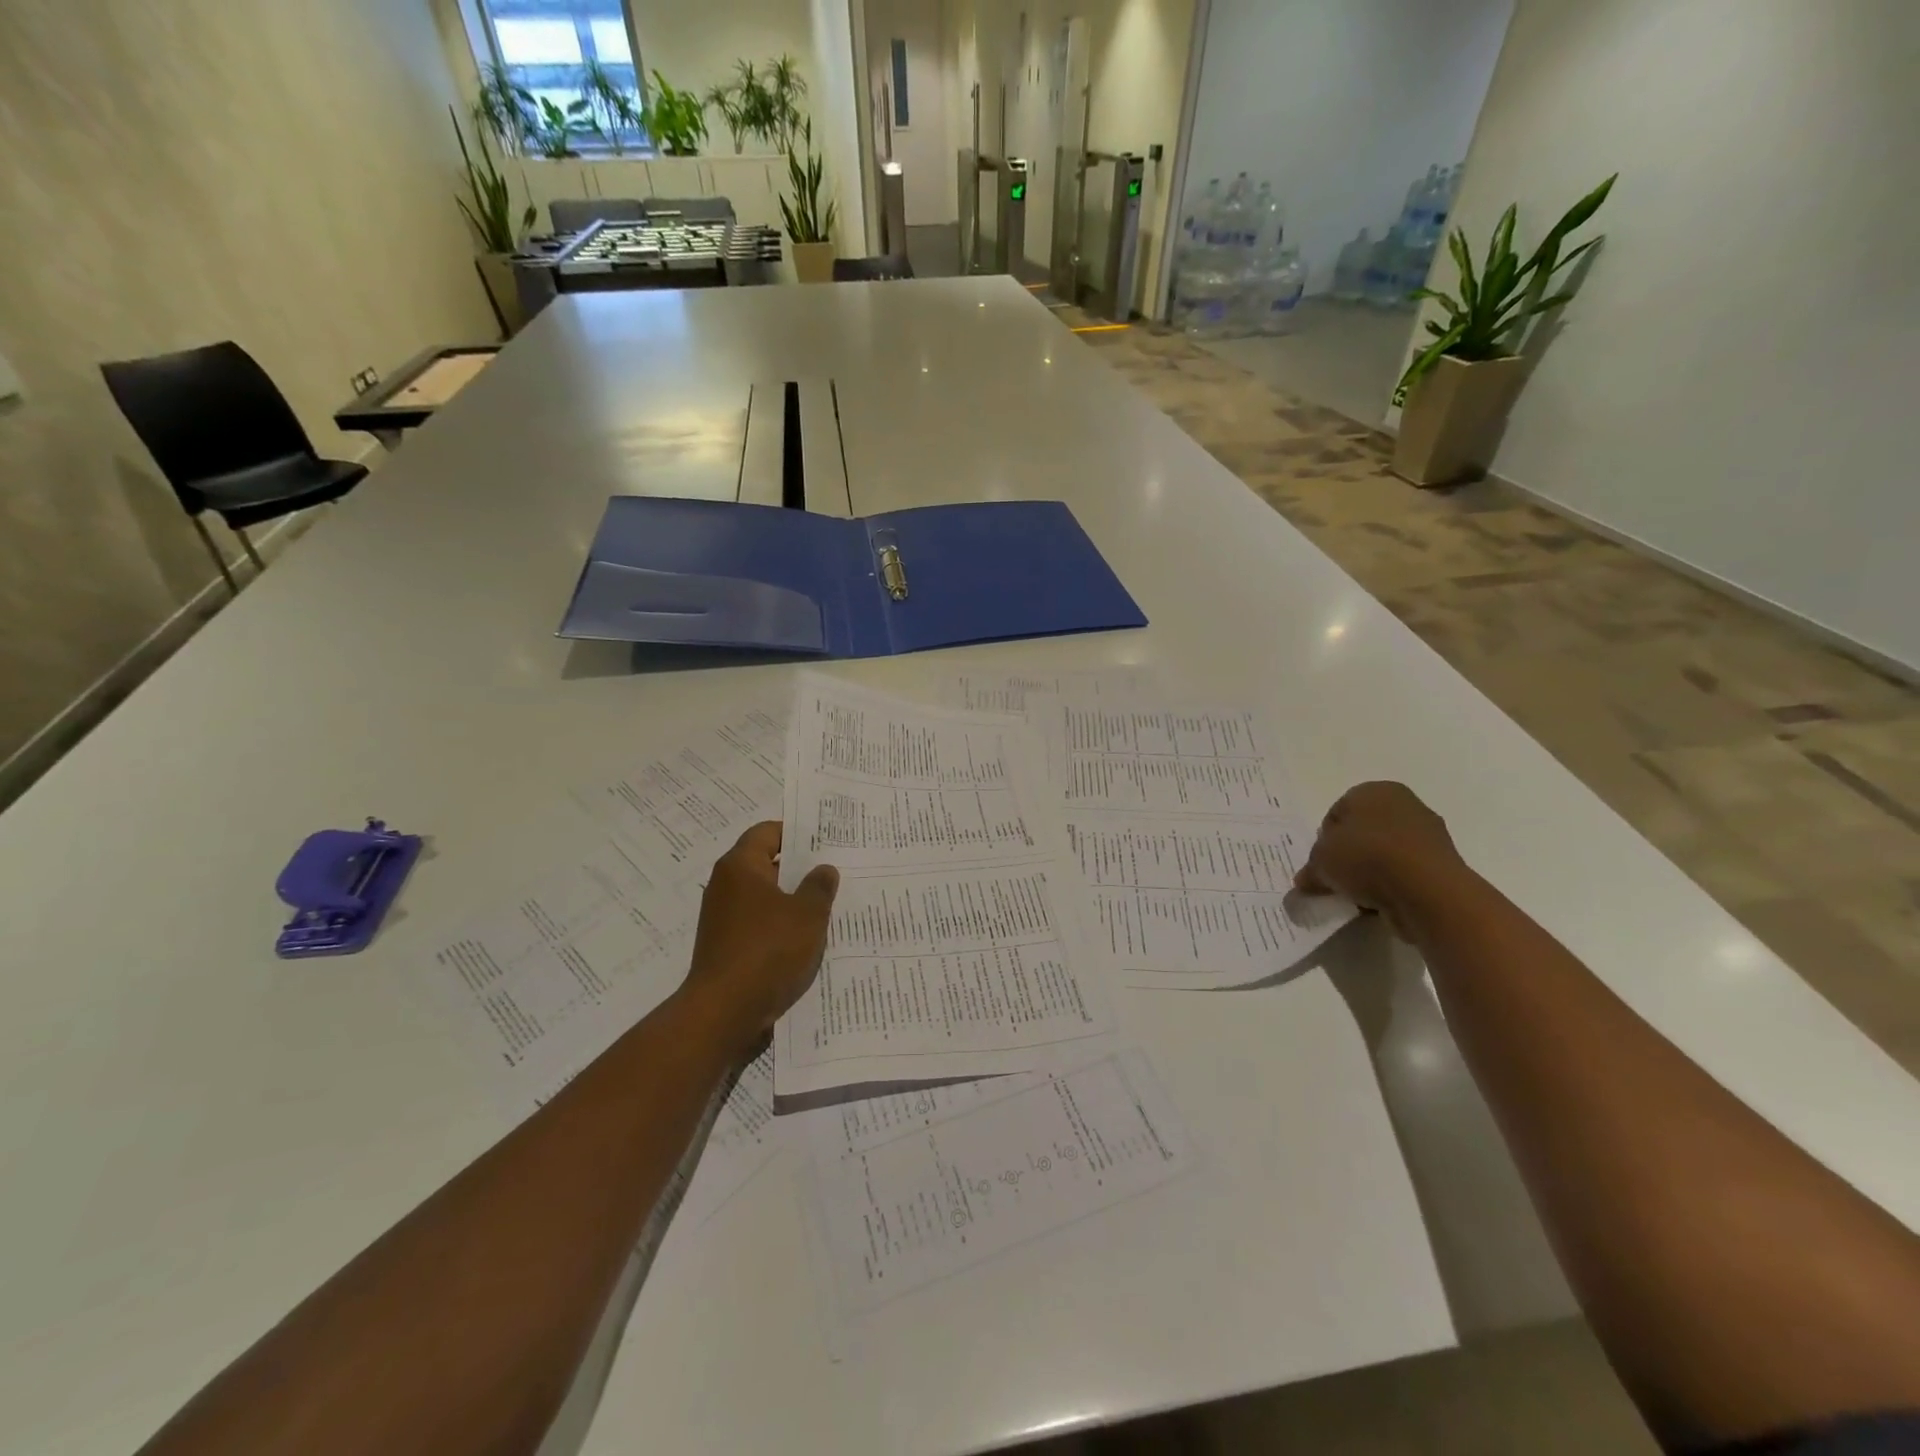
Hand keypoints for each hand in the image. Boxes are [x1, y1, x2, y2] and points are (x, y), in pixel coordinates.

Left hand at [682, 822, 838, 1047]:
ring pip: (764, 897)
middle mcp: (725, 885)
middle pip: (766, 864)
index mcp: (740, 866)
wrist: (725, 1012)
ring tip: (827, 905)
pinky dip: (780, 925)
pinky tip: (806, 938)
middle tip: (834, 870)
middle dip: (799, 868)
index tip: (826, 840)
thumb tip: (823, 869)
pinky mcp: (726, 945)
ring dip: (792, 900)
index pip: (768, 832)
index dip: (797, 832)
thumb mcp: (808, 914)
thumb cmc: (768, 951)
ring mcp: (722, 917)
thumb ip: (819, 886)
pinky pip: (758, 924)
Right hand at [1294, 782, 1470, 938]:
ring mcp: (1428, 834)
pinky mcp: (1443, 864)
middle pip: (1363, 832)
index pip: (1336, 813)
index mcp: (1373, 790)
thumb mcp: (1321, 862)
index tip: (1321, 863)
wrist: (1427, 890)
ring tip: (1359, 896)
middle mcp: (1404, 804)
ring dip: (1371, 872)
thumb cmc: (1366, 858)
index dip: (1324, 840)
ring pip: (1385, 853)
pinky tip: (1383, 901)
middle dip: (1349, 855)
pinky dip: (1393, 885)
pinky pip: (1406, 873)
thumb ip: (1310, 869)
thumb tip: (1305, 881)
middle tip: (1337, 879)